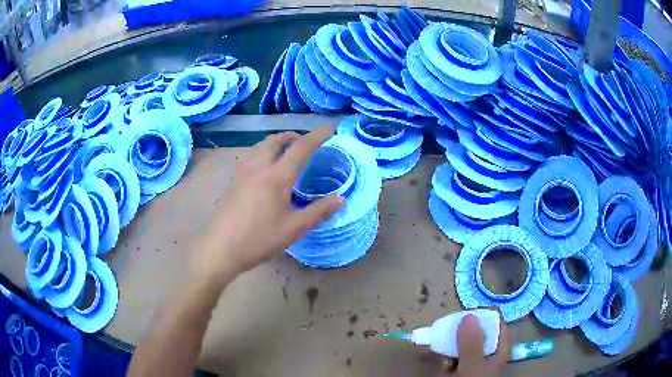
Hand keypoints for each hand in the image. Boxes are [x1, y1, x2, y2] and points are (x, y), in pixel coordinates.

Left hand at [190, 127, 343, 286]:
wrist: (221, 248)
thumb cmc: (259, 240)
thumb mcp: (294, 229)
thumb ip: (319, 212)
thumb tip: (341, 199)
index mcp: (277, 177)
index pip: (301, 147)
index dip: (317, 136)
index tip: (330, 130)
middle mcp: (259, 167)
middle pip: (277, 139)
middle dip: (294, 136)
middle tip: (307, 143)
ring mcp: (243, 172)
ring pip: (262, 145)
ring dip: (278, 141)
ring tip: (287, 151)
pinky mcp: (234, 179)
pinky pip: (252, 154)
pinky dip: (264, 150)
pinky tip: (265, 165)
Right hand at [440, 314, 510, 376]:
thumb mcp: (471, 367)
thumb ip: (472, 344)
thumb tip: (470, 316)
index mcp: (500, 350)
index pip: (498, 323)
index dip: (484, 316)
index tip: (465, 315)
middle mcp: (490, 353)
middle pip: (480, 331)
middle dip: (463, 332)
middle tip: (451, 335)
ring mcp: (476, 360)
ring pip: (465, 342)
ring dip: (453, 345)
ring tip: (445, 353)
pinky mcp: (463, 367)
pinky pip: (455, 355)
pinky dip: (447, 356)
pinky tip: (443, 365)